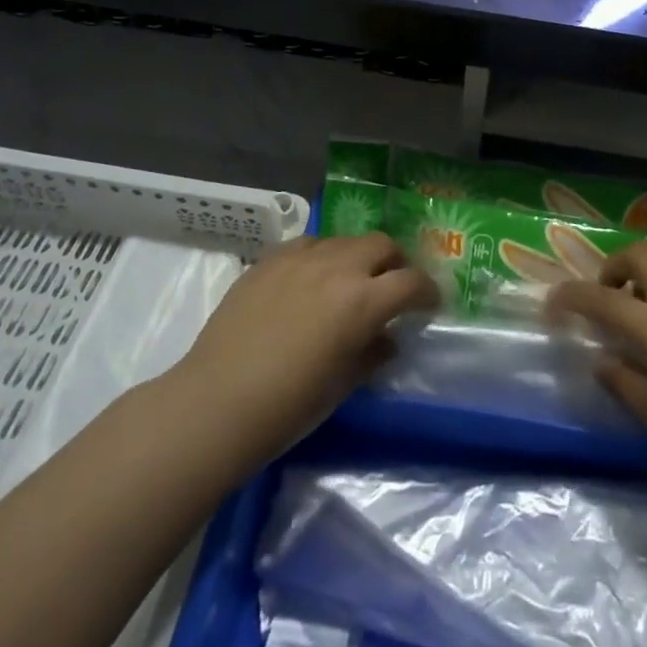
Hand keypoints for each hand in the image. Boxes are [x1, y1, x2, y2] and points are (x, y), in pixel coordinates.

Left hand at [170, 233, 438, 466]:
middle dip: (395, 263)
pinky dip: (321, 256)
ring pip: (345, 240)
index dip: (427, 291)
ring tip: (350, 281)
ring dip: (358, 256)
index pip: (412, 282)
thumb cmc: (289, 406)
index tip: (429, 304)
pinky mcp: (270, 259)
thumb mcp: (343, 384)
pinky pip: (308, 244)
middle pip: (382, 244)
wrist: (217, 402)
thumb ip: (372, 353)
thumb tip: (387, 339)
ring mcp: (300, 258)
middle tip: (392, 286)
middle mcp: (338, 268)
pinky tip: (311, 278)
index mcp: (363, 301)